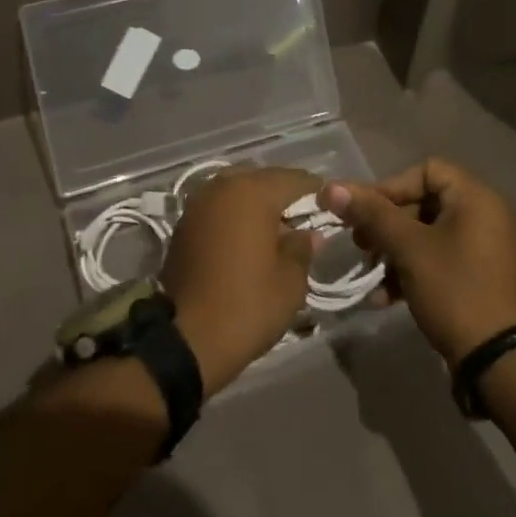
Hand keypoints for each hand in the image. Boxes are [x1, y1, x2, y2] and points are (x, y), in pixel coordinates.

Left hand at [160, 165, 319, 395]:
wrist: (188, 336)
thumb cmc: (248, 305)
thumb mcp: (290, 281)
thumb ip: (303, 248)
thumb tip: (309, 233)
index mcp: (253, 192)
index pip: (293, 180)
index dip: (315, 192)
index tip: (330, 208)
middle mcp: (223, 186)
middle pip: (262, 180)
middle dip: (284, 195)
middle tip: (303, 220)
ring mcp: (199, 202)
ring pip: (238, 190)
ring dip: (257, 203)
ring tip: (275, 230)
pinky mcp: (185, 222)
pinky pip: (219, 207)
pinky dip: (235, 215)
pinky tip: (246, 239)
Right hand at [319, 158, 515, 366]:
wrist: (501, 364)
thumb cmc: (455, 290)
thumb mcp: (409, 248)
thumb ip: (371, 214)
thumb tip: (331, 187)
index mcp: (476, 199)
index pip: (426, 170)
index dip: (391, 186)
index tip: (365, 212)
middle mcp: (483, 217)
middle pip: (422, 202)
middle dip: (385, 223)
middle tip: (360, 243)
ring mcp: (481, 250)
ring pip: (425, 234)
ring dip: (392, 249)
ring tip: (369, 271)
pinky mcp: (476, 279)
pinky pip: (436, 260)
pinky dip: (410, 270)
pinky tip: (384, 296)